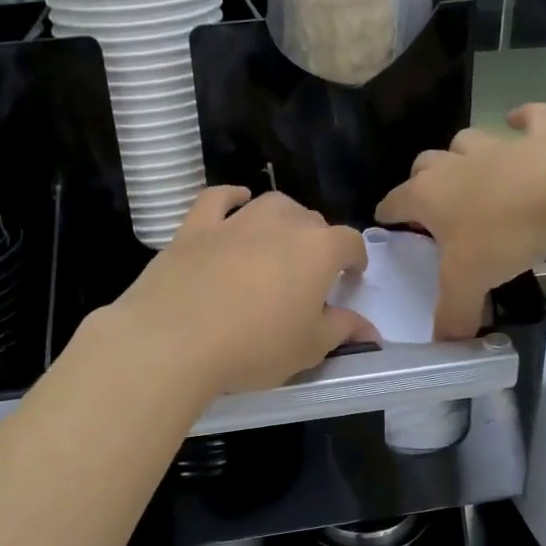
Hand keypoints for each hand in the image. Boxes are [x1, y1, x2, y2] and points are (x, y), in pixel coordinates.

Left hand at [108, 187, 374, 396]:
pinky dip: (231, 196)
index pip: (349, 242)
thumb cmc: (253, 347)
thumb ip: (342, 331)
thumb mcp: (308, 349)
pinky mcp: (196, 227)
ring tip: (279, 241)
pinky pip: (218, 198)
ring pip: (271, 205)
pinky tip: (237, 200)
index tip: (350, 277)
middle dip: (317, 242)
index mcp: (318, 251)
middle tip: (309, 273)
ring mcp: (236, 221)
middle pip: (310, 221)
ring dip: (283, 218)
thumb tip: (370, 331)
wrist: (174, 340)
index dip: (354, 259)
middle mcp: (281, 224)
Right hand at [376, 104, 545, 338]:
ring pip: (468, 139)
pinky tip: (520, 120)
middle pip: (426, 163)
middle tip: (430, 201)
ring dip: (463, 150)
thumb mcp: (469, 283)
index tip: (384, 220)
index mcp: (429, 196)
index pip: (395, 201)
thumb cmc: (504, 234)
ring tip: (468, 165)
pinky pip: (530, 117)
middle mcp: (456, 166)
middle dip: (421, 178)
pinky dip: (524, 118)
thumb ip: (453, 315)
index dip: (387, 212)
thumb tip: (444, 345)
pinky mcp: (541, 137)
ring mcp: (498, 147)